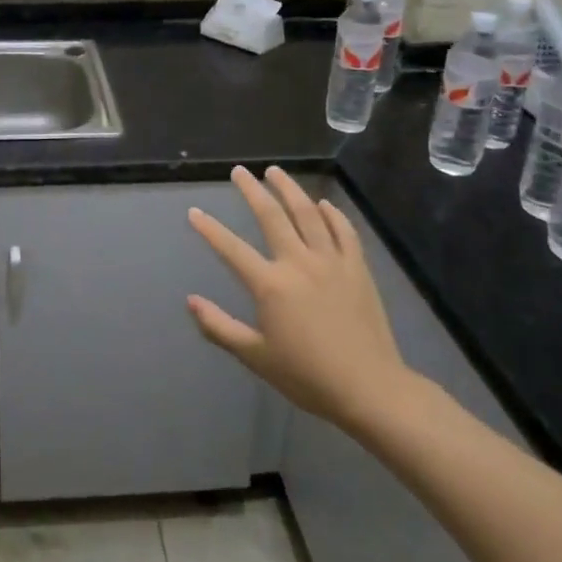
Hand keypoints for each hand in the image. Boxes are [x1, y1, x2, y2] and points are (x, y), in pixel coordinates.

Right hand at [187, 166, 417, 430]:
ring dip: (289, 189)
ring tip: (275, 172)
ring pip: (308, 213)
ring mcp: (332, 262)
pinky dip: (332, 214)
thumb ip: (219, 327)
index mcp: (271, 285)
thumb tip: (190, 301)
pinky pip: (344, 231)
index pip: (231, 249)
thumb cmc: (308, 377)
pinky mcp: (358, 268)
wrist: (370, 389)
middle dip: (252, 190)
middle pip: (271, 216)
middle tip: (239, 171)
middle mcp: (299, 263)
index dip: (209, 229)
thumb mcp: (256, 357)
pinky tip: (323, 203)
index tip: (194, 211)